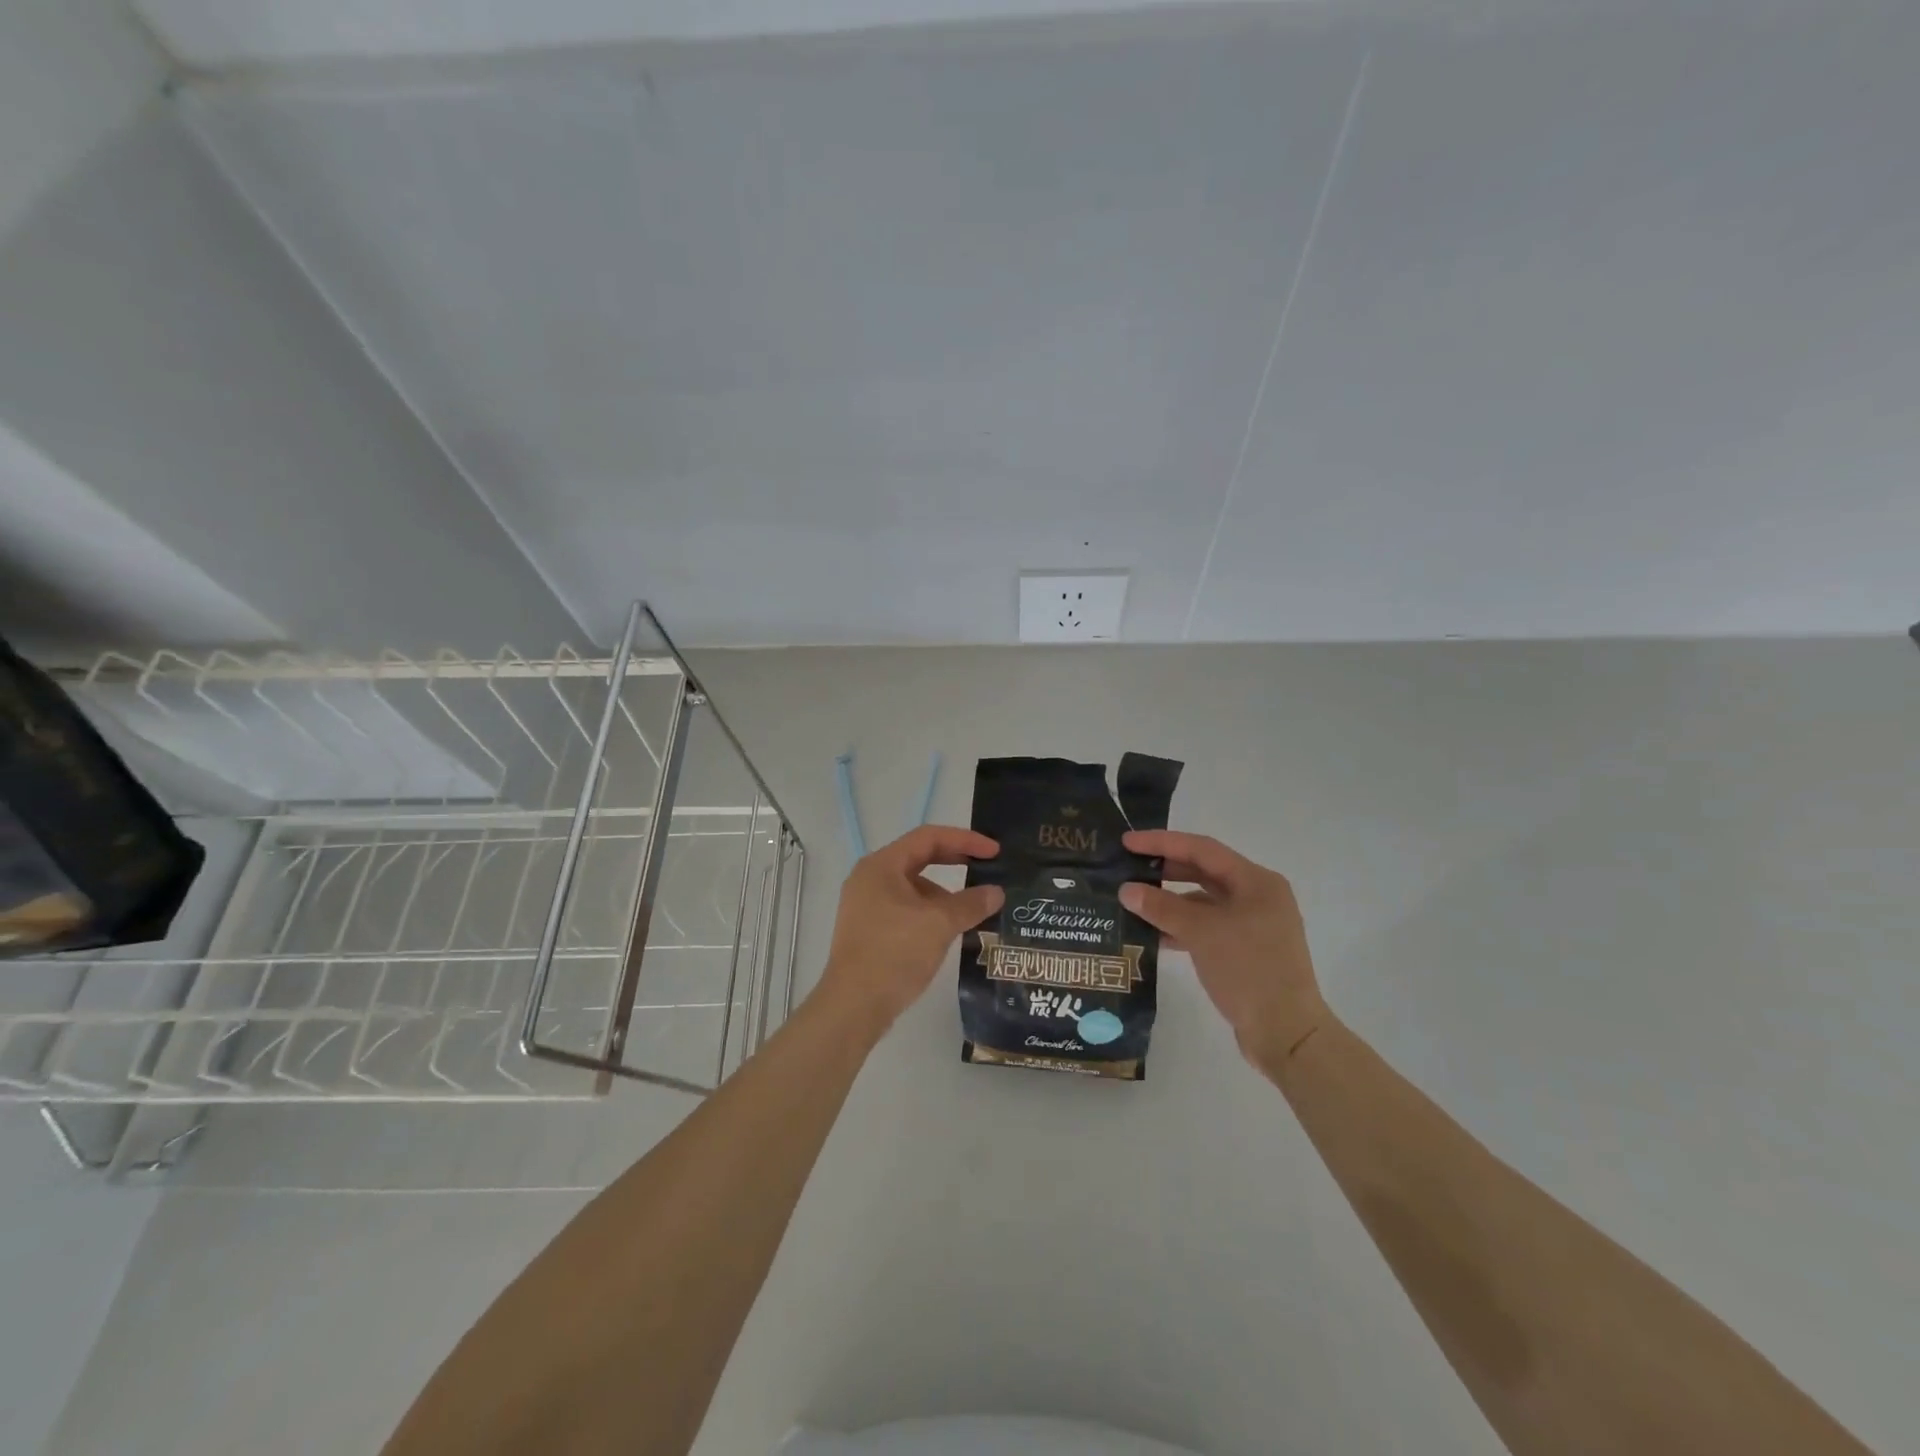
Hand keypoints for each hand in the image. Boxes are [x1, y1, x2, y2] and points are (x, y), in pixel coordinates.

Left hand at [812, 825, 1004, 1040]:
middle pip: (919, 858)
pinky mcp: (869, 930)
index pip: (928, 838)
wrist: (854, 1006)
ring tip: (972, 910)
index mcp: (881, 866)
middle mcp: (870, 878)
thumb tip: (996, 892)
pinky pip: (905, 908)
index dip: (965, 840)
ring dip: (944, 893)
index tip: (994, 851)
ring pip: (913, 887)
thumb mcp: (939, 924)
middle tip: (987, 868)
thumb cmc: (895, 953)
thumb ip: (970, 903)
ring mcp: (866, 905)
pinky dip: (929, 912)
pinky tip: (949, 931)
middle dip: (955, 862)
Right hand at [1120, 830, 1328, 1073]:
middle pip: (1204, 872)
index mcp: (1256, 882)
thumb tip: (1126, 889)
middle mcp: (1258, 896)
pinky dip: (1181, 927)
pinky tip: (1153, 935)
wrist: (1286, 1034)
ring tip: (1133, 902)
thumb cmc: (1248, 970)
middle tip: (1127, 868)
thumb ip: (1161, 907)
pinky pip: (1207, 927)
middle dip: (1165, 870)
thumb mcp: (1201, 933)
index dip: (1162, 842)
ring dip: (1170, 902)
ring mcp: (1254, 925)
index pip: (1202, 849)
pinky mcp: (1246, 951)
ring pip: (1204, 902)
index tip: (1127, 842)